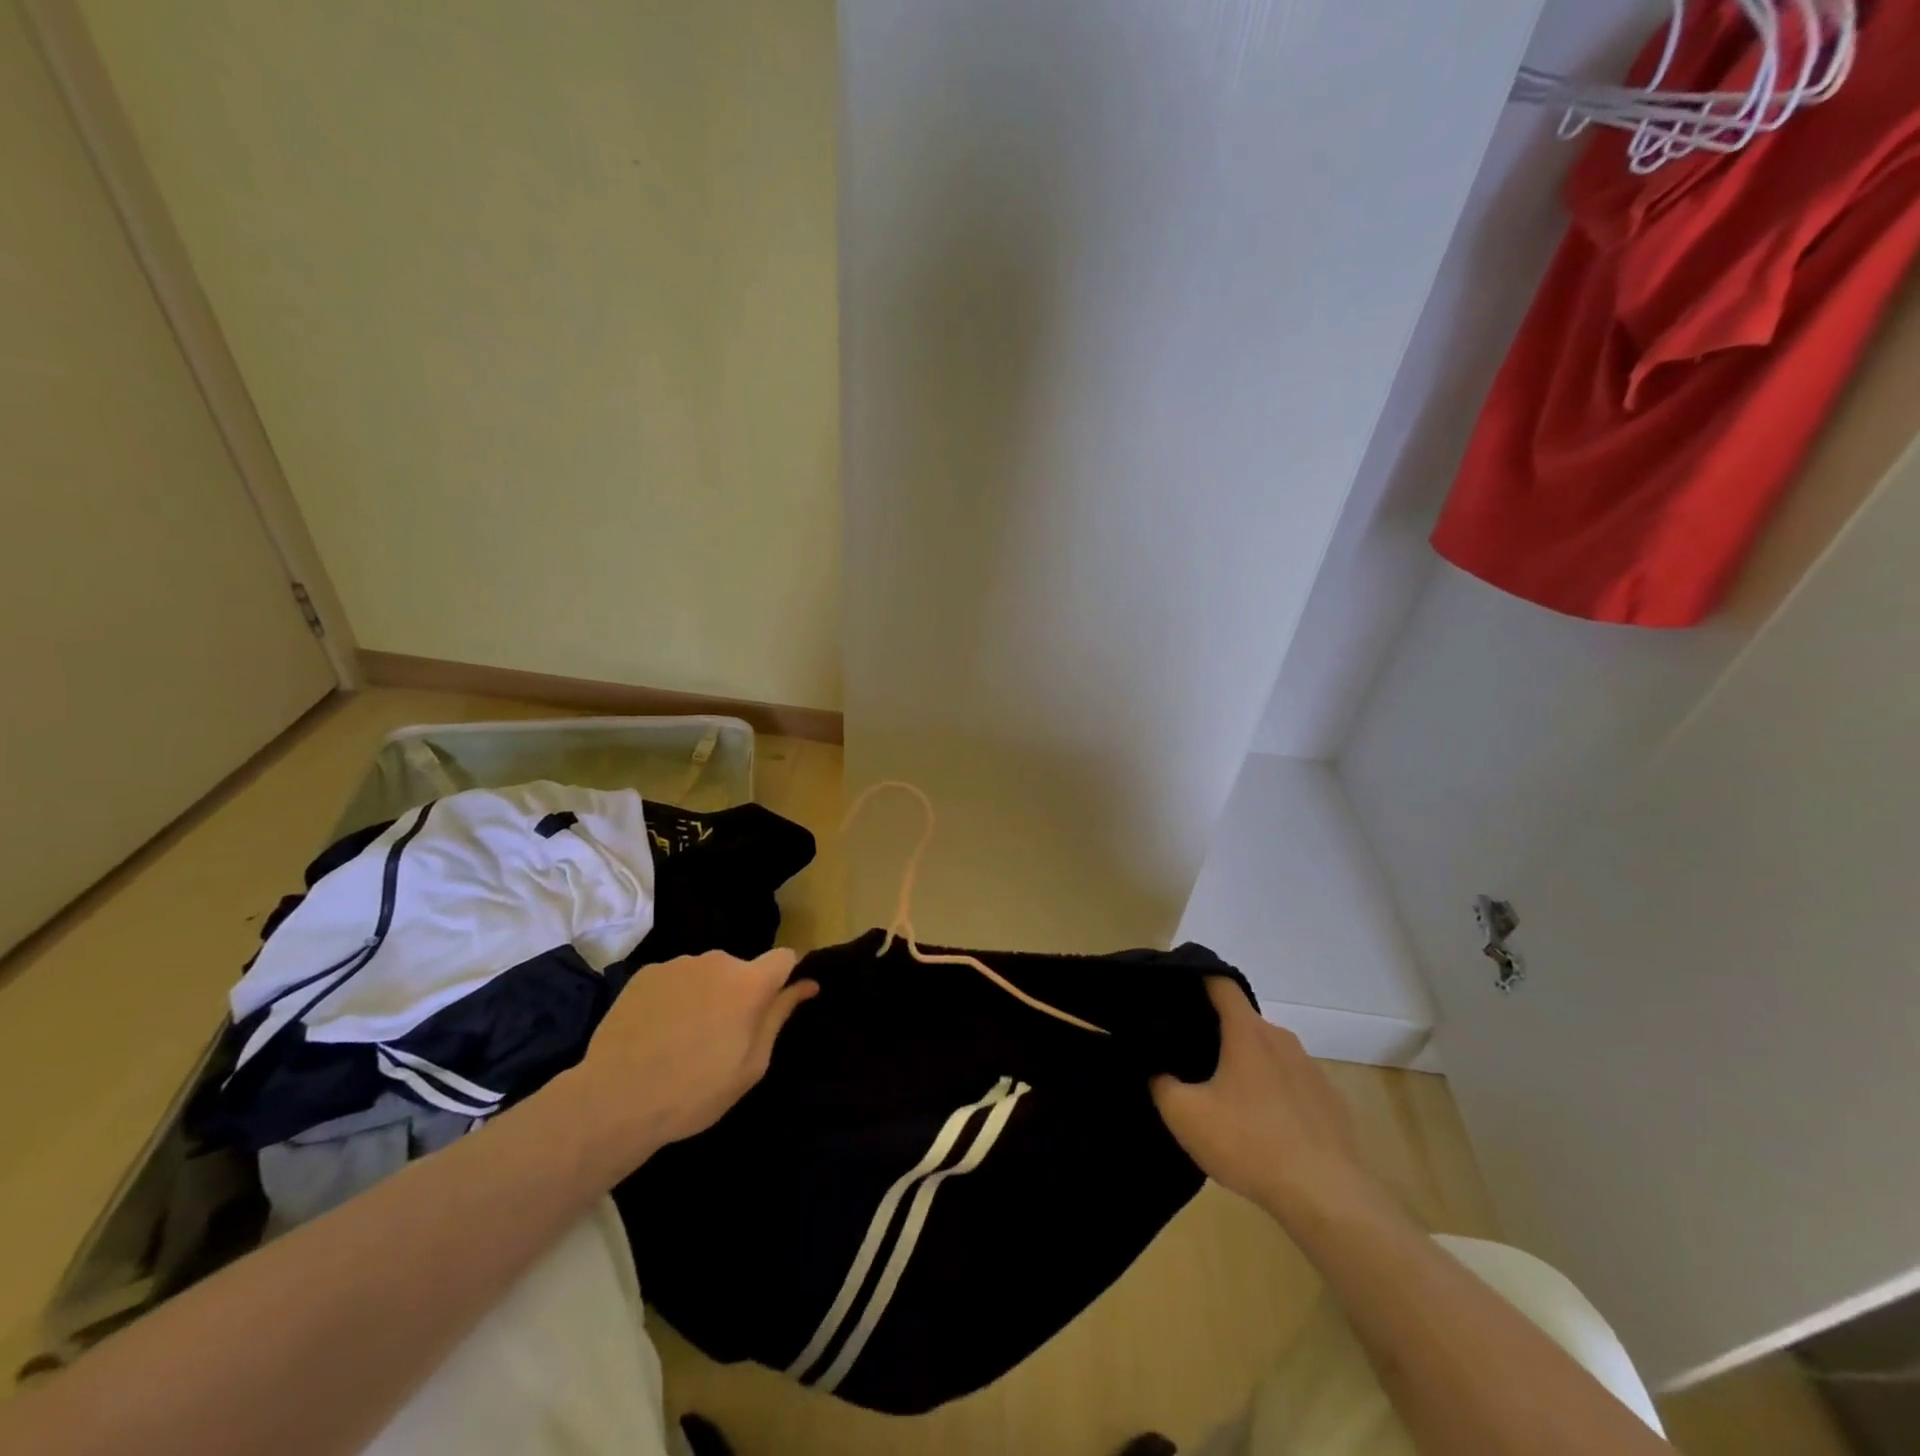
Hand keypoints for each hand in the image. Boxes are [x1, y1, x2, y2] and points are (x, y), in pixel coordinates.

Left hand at [568, 949, 816, 1167]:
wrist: (614, 1100)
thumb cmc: (694, 1092)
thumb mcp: (751, 1065)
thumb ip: (779, 1016)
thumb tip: (807, 984)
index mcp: (749, 983)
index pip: (784, 957)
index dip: (785, 977)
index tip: (775, 1003)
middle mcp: (717, 961)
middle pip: (741, 969)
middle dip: (739, 993)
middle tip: (721, 1037)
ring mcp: (678, 964)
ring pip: (706, 974)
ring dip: (706, 995)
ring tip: (683, 1037)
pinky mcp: (645, 974)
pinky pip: (674, 979)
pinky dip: (674, 998)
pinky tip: (656, 1031)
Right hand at [1152, 979, 1383, 1222]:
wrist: (1326, 1197)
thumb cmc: (1249, 1143)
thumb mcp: (1185, 1115)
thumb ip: (1160, 1083)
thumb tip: (1158, 1070)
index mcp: (1247, 1031)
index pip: (1220, 982)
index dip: (1196, 978)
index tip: (1175, 990)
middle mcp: (1281, 1039)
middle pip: (1242, 1020)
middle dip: (1216, 1031)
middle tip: (1190, 1056)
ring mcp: (1311, 1069)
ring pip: (1268, 1053)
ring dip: (1246, 1065)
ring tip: (1226, 1097)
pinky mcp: (1330, 1101)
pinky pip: (1292, 1083)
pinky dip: (1273, 1092)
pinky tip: (1263, 1127)